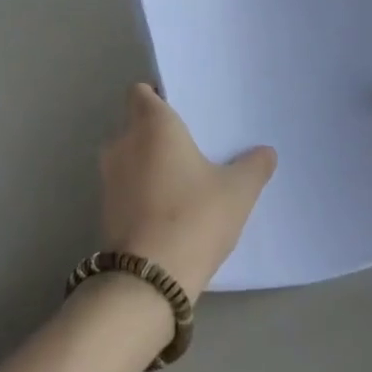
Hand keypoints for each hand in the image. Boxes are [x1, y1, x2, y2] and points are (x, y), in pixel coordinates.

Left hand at [99, 84, 276, 301]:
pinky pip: (125, 184)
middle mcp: (123, 142)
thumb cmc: (194, 217)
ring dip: (147, 161)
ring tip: (182, 176)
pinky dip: (141, 188)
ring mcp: (109, 177)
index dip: (158, 96)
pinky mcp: (105, 209)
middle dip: (157, 131)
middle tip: (191, 143)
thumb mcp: (237, 192)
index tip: (183, 109)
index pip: (141, 92)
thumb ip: (253, 166)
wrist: (148, 279)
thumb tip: (266, 152)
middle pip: (135, 122)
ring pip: (128, 155)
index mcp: (152, 124)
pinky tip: (169, 206)